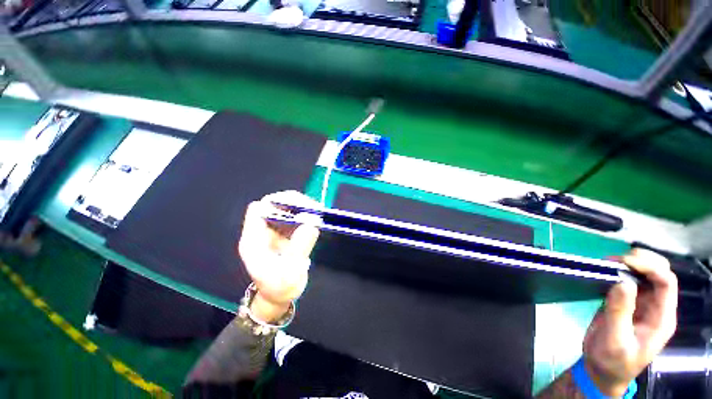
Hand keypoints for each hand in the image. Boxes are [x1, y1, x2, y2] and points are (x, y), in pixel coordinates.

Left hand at [237, 191, 320, 321]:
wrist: (279, 297)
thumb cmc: (280, 289)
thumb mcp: (290, 272)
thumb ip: (300, 247)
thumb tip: (312, 222)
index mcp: (254, 240)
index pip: (259, 209)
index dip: (277, 203)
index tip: (299, 208)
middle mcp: (262, 231)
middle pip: (273, 205)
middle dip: (293, 202)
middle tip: (313, 208)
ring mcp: (273, 231)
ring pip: (285, 209)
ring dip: (301, 207)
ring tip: (317, 211)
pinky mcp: (284, 233)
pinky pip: (293, 217)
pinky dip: (304, 215)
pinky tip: (315, 218)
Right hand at [583, 248, 677, 395]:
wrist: (601, 371)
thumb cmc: (612, 361)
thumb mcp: (615, 340)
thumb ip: (620, 312)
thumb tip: (623, 281)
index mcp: (661, 318)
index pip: (666, 283)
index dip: (651, 267)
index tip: (624, 262)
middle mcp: (656, 306)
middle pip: (660, 273)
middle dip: (642, 260)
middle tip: (615, 260)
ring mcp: (641, 304)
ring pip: (644, 274)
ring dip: (628, 263)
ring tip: (606, 263)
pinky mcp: (626, 302)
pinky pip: (627, 280)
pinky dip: (617, 271)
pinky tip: (604, 271)